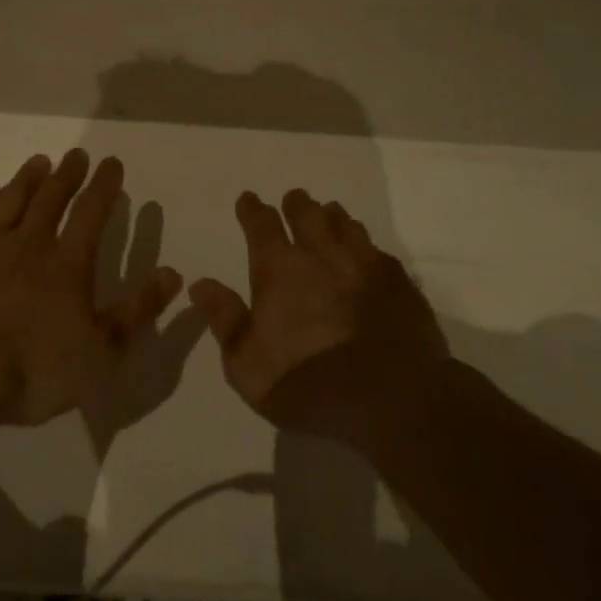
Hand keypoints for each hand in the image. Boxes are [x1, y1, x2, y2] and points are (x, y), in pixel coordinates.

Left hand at [0, 151, 184, 427]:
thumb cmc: (31, 370)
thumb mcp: (100, 354)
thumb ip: (138, 312)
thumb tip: (172, 273)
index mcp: (67, 265)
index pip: (92, 213)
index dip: (104, 186)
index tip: (111, 162)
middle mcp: (27, 244)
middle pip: (50, 199)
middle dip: (67, 175)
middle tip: (76, 154)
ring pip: (10, 201)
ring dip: (26, 179)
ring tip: (39, 161)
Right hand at [189, 189, 448, 439]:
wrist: (390, 401)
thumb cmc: (306, 385)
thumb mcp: (246, 363)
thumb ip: (224, 319)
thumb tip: (201, 284)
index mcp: (280, 269)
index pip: (262, 225)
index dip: (253, 210)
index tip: (249, 199)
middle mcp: (322, 255)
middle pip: (308, 215)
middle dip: (297, 204)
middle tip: (294, 199)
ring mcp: (364, 265)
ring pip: (346, 226)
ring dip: (333, 217)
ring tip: (329, 214)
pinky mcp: (399, 283)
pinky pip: (378, 250)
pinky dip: (366, 245)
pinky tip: (368, 252)